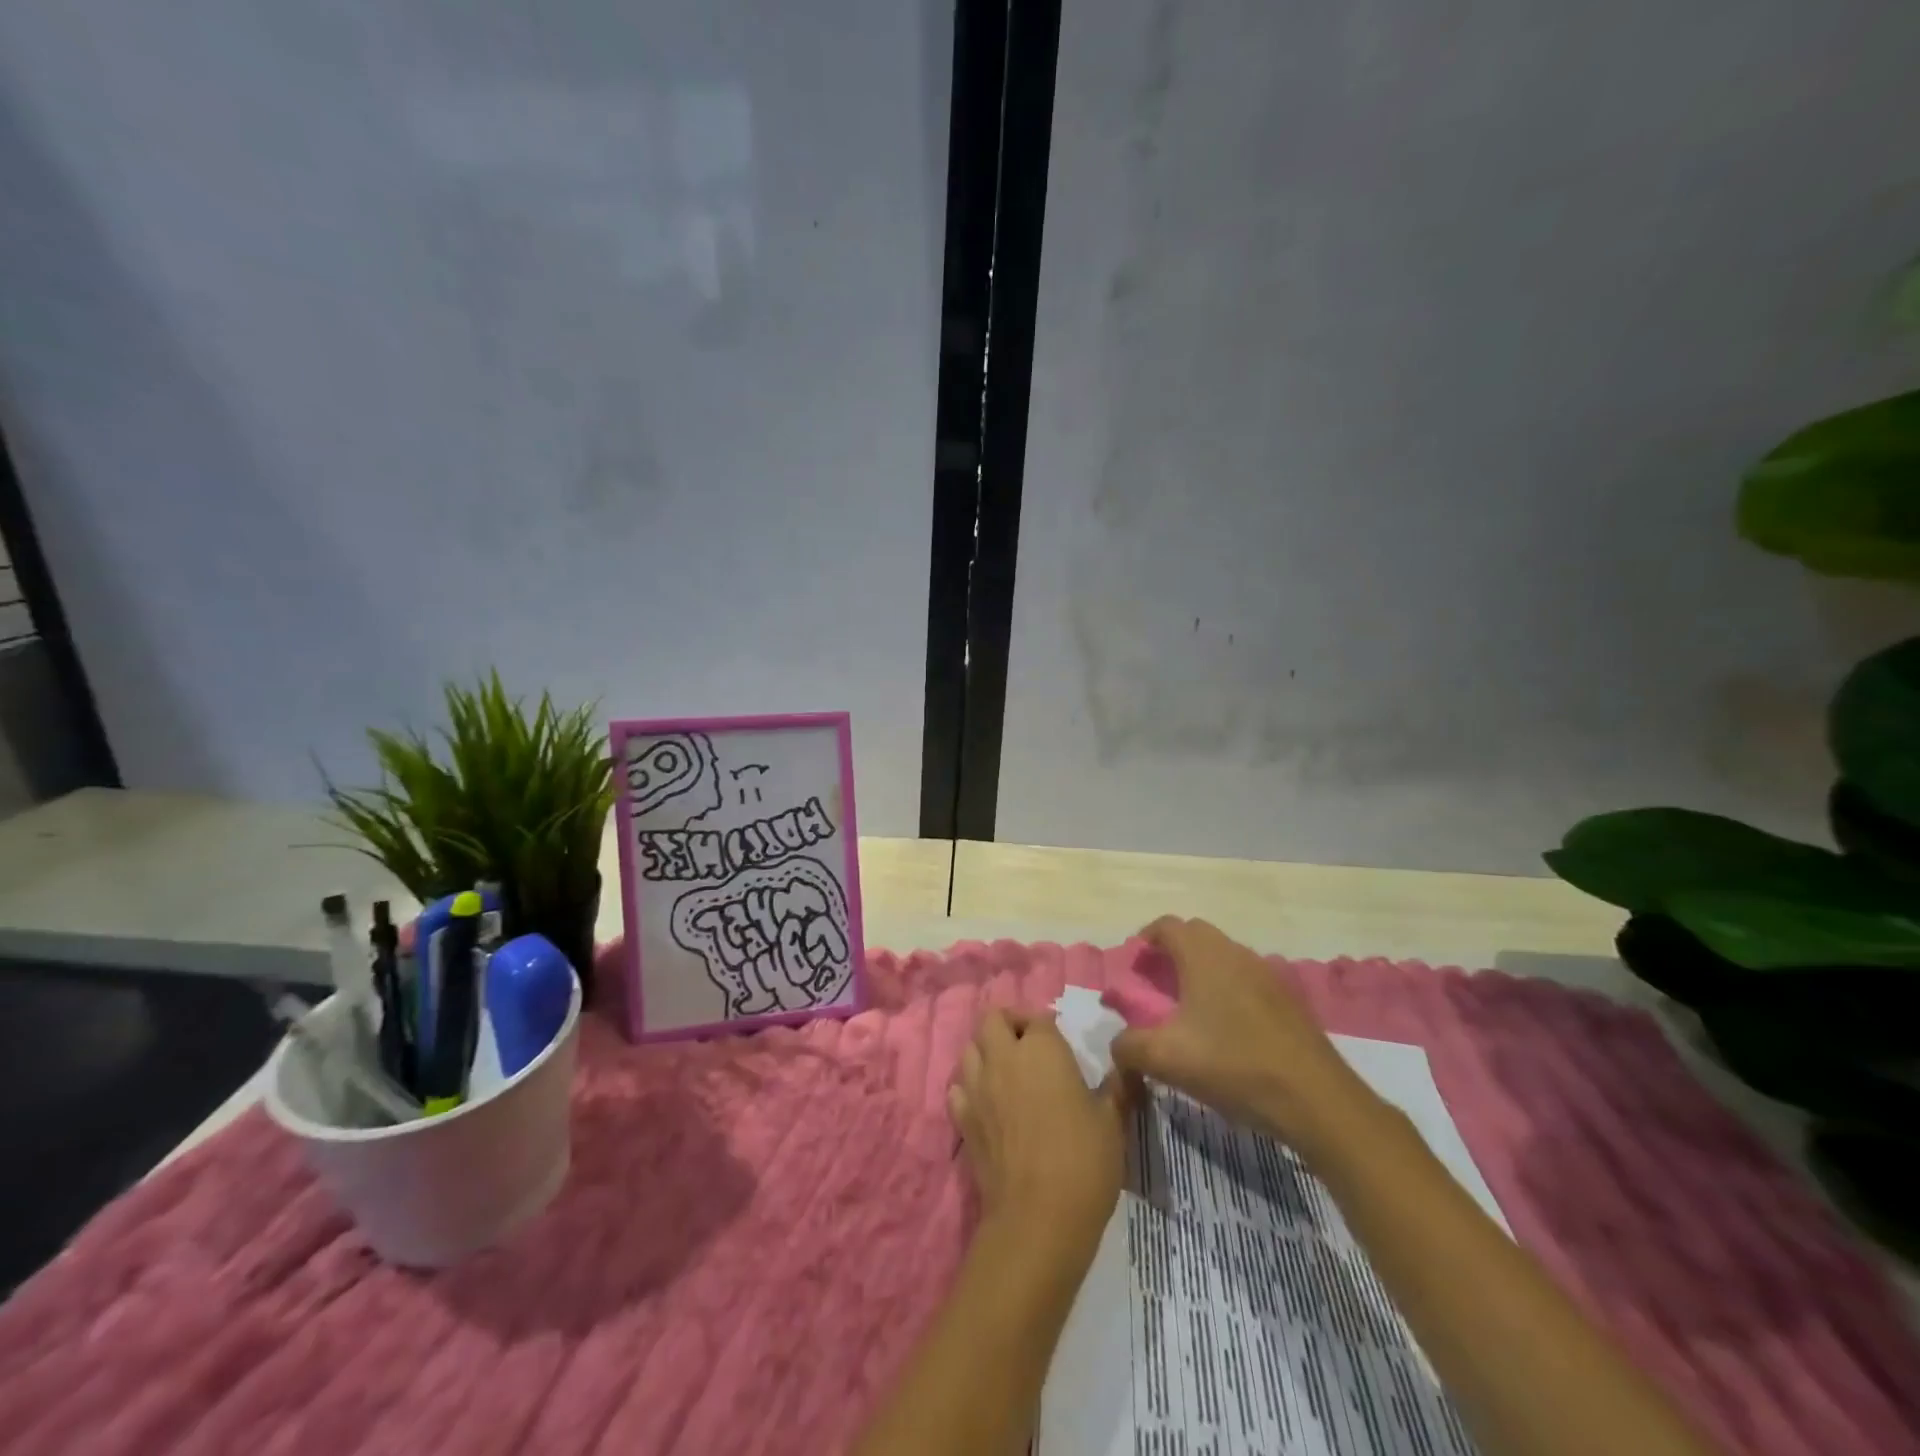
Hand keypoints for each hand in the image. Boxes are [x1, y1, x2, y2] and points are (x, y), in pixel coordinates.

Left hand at [949, 1010, 1128, 1254]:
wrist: (1038, 1219)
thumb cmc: (1083, 1161)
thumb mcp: (1113, 1121)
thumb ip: (1118, 1087)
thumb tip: (1127, 1064)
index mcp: (1041, 1049)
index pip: (1038, 1018)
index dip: (1049, 1026)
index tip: (1062, 1042)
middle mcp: (1004, 1058)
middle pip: (993, 1020)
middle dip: (1009, 1024)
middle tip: (1029, 1046)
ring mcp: (978, 1088)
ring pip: (970, 1049)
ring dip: (986, 1051)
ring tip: (1007, 1071)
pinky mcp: (963, 1119)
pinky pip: (958, 1088)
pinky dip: (968, 1087)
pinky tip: (986, 1103)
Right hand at [1111, 917, 1379, 1156]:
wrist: (1316, 1100)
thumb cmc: (1233, 1066)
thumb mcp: (1165, 1060)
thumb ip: (1128, 1046)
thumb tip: (1117, 1042)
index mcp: (1203, 956)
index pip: (1167, 925)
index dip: (1145, 939)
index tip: (1134, 965)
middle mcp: (1235, 953)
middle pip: (1196, 935)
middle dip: (1171, 952)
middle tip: (1156, 985)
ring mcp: (1266, 973)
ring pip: (1223, 956)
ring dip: (1201, 970)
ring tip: (1188, 1008)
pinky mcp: (1287, 999)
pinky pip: (1246, 978)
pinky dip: (1227, 988)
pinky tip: (1225, 1028)